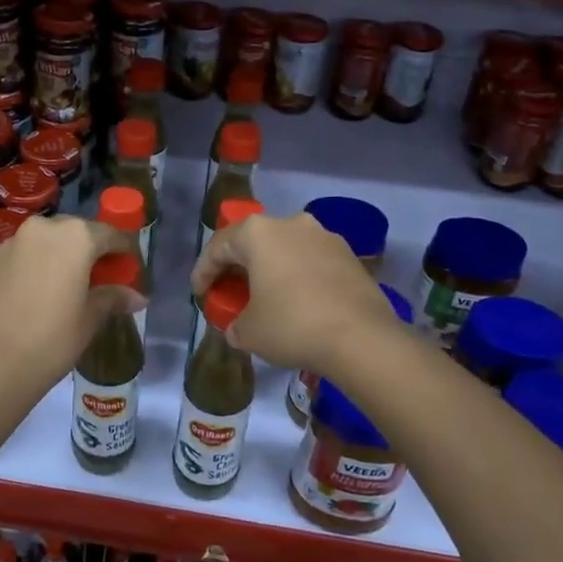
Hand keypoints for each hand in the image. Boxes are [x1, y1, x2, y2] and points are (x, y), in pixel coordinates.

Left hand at [0, 215, 142, 389]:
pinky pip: (24, 255)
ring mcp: (14, 241)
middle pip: (77, 232)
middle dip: (91, 250)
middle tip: (100, 278)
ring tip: (68, 286)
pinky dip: (37, 266)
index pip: (111, 235)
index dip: (124, 251)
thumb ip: (113, 298)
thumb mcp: (90, 319)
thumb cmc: (52, 338)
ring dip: (61, 257)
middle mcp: (44, 228)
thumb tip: (137, 297)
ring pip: (47, 241)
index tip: (131, 268)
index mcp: (76, 237)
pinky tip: (38, 294)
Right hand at [192, 212, 406, 376]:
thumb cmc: (292, 325)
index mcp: (258, 233)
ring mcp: (325, 236)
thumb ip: (235, 324)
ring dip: (272, 270)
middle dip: (239, 267)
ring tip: (267, 297)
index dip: (204, 271)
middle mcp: (291, 223)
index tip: (200, 294)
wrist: (362, 338)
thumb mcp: (249, 332)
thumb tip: (238, 328)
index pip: (218, 246)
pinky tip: (299, 302)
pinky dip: (299, 277)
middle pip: (254, 242)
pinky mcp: (350, 255)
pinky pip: (312, 262)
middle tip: (230, 292)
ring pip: (286, 249)